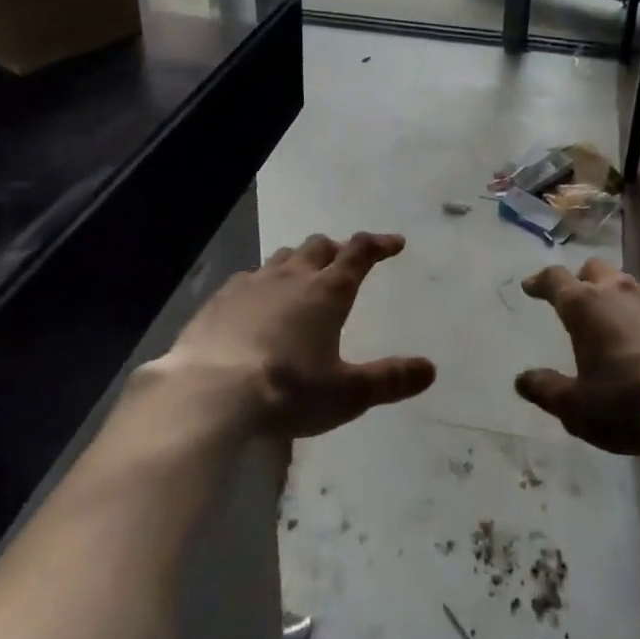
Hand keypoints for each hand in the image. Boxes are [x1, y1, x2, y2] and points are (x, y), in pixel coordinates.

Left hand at [158, 232, 435, 437]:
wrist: (209, 394)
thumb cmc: (287, 391)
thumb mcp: (347, 394)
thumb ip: (389, 379)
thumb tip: (430, 369)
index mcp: (327, 292)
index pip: (359, 253)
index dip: (379, 244)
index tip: (394, 244)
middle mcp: (292, 276)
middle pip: (319, 247)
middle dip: (337, 249)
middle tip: (345, 262)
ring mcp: (252, 283)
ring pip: (283, 257)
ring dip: (299, 262)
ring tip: (303, 278)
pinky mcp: (219, 299)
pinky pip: (248, 278)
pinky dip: (261, 283)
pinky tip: (255, 303)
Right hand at [516, 258, 639, 455]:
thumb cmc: (628, 404)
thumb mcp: (577, 408)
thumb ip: (547, 390)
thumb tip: (522, 380)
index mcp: (585, 306)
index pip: (554, 279)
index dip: (540, 281)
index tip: (531, 287)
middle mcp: (619, 291)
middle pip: (594, 270)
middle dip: (582, 281)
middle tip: (579, 302)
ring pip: (631, 286)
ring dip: (620, 300)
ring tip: (620, 326)